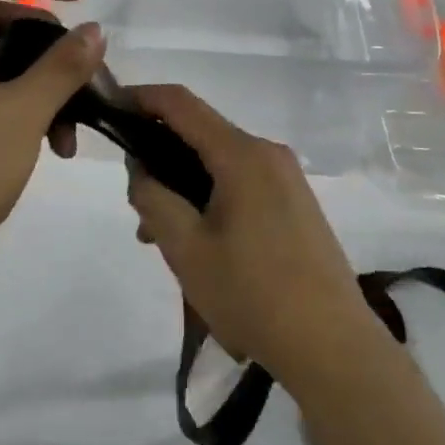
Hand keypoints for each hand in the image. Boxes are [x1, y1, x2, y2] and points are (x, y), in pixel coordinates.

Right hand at [124, 85, 382, 387]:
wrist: (333, 346)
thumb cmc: (252, 294)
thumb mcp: (186, 249)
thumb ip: (153, 198)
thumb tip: (140, 167)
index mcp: (242, 154)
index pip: (181, 103)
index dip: (141, 98)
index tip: (111, 111)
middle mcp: (268, 153)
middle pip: (201, 135)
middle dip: (160, 157)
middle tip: (135, 203)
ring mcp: (287, 178)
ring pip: (220, 164)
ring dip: (184, 185)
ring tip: (159, 237)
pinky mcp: (296, 203)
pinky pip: (242, 183)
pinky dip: (211, 198)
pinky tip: (199, 243)